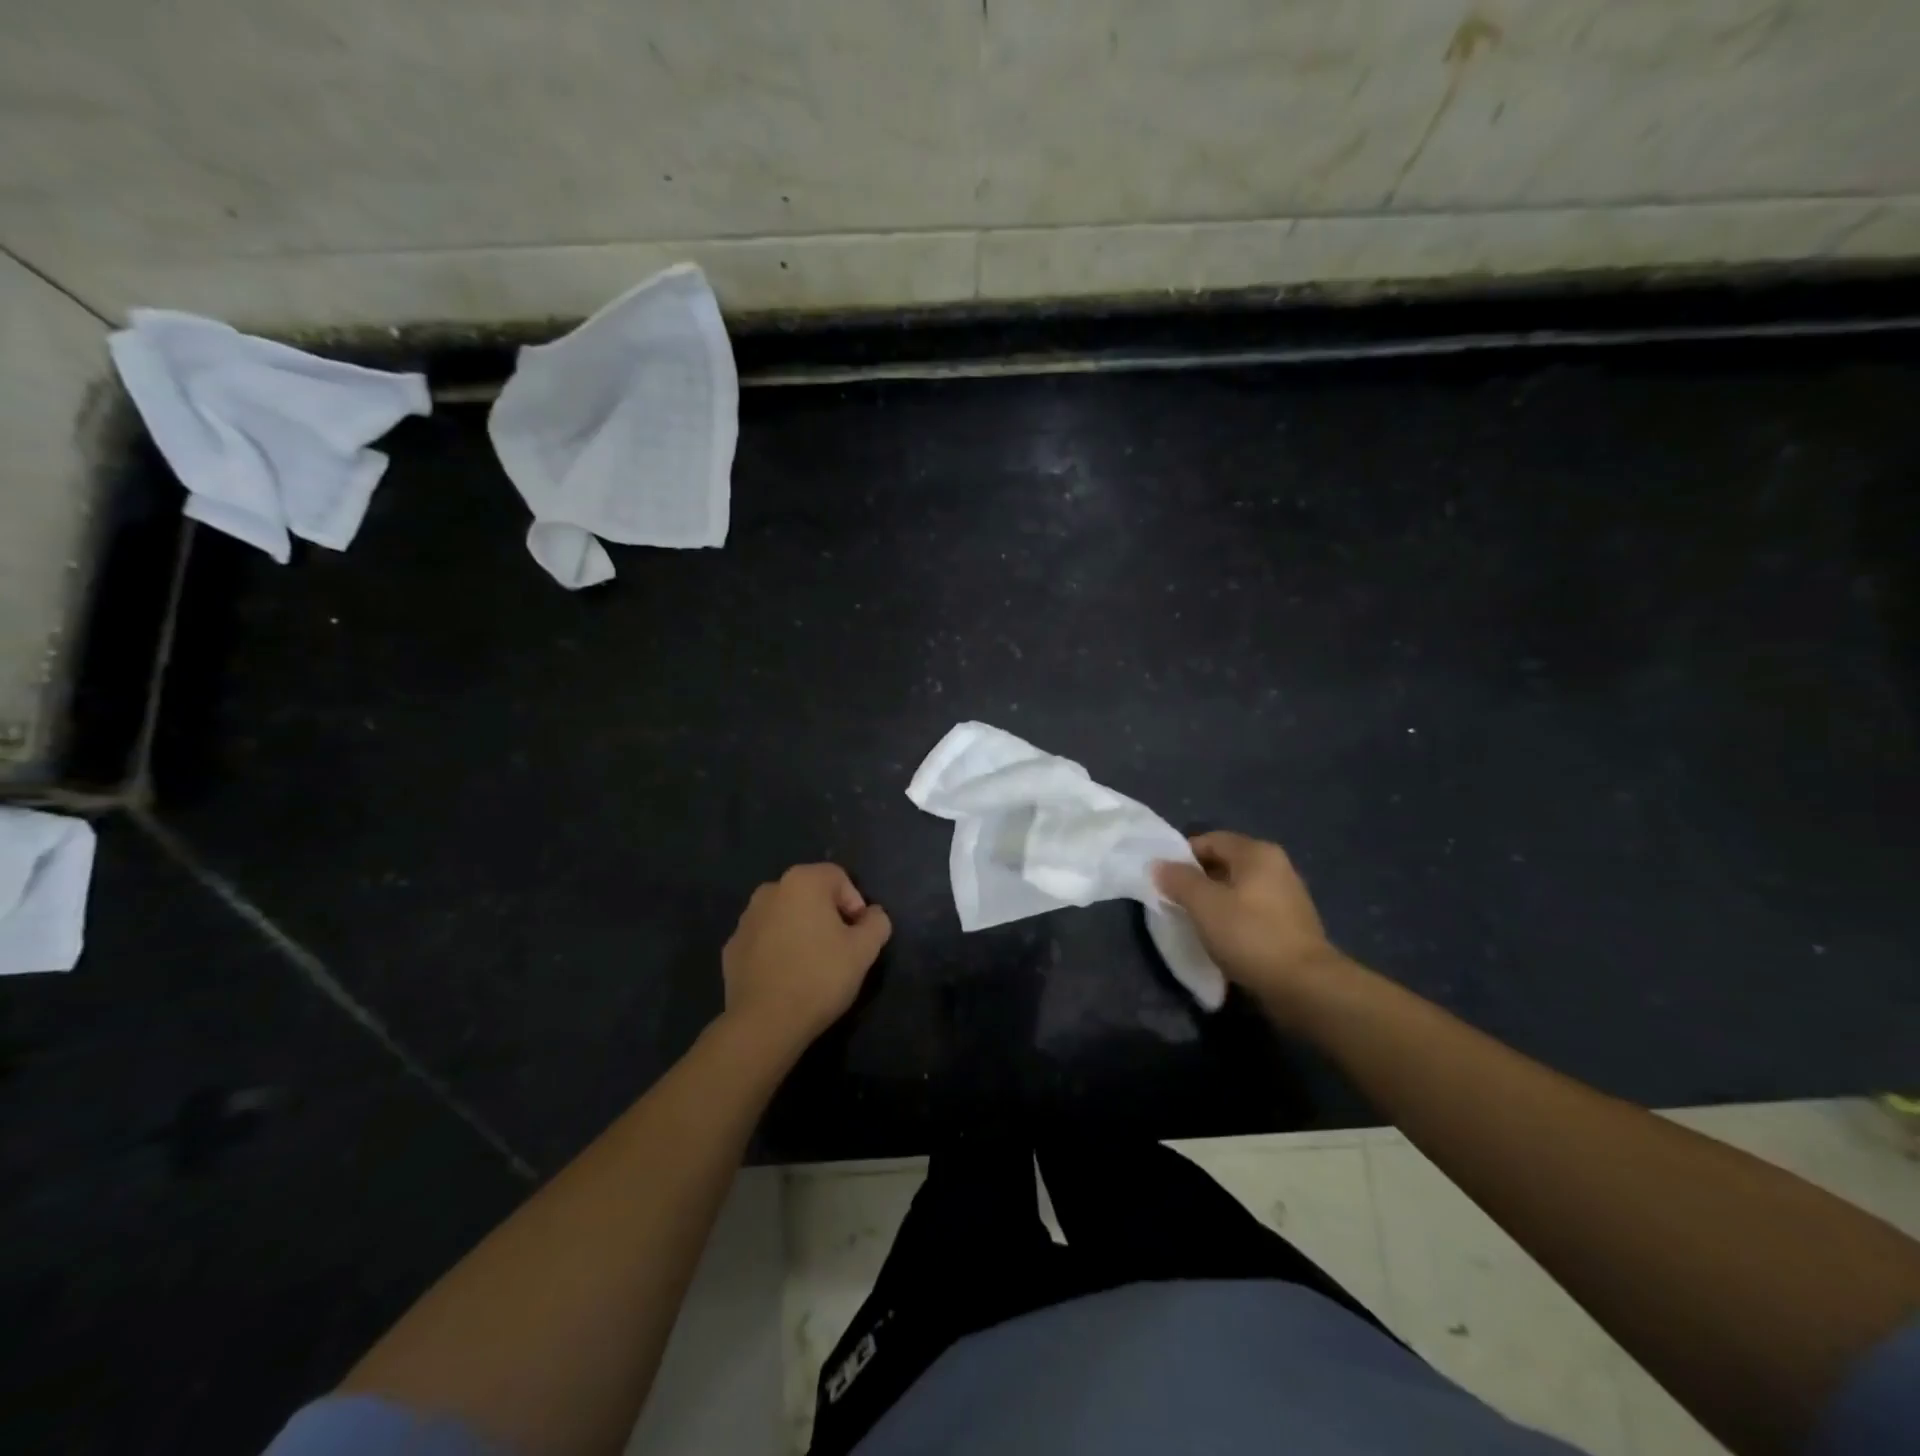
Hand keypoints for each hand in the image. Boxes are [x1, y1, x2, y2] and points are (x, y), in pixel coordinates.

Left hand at [721, 864, 891, 1053]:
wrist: (765, 1022)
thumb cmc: (820, 976)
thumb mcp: (865, 950)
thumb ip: (877, 923)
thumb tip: (872, 915)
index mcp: (802, 882)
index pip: (838, 878)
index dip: (855, 903)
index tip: (858, 935)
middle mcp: (769, 890)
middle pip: (809, 894)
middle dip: (827, 915)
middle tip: (839, 949)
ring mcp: (745, 919)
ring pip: (784, 915)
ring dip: (800, 930)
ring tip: (811, 965)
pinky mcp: (731, 948)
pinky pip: (764, 939)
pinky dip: (777, 949)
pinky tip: (786, 977)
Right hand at [1152, 832, 1350, 1018]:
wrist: (1305, 987)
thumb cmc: (1250, 936)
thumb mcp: (1204, 905)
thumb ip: (1179, 880)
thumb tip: (1159, 864)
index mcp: (1257, 853)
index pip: (1210, 840)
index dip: (1182, 856)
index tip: (1163, 879)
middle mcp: (1276, 867)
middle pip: (1225, 863)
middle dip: (1197, 880)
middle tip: (1174, 901)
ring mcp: (1287, 897)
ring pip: (1238, 889)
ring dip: (1214, 902)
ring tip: (1194, 922)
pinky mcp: (1291, 925)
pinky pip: (1251, 911)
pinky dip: (1233, 919)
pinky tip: (1220, 938)